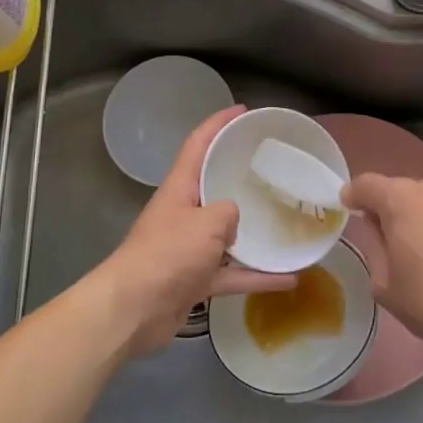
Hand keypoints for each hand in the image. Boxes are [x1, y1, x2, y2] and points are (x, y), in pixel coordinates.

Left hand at [91, 106, 294, 356]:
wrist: (133, 310)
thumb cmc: (167, 255)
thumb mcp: (206, 223)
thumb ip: (229, 213)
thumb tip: (234, 222)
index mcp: (180, 188)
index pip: (199, 144)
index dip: (219, 123)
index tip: (244, 112)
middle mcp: (184, 213)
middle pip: (215, 186)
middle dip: (241, 176)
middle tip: (276, 169)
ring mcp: (190, 247)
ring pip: (228, 233)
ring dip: (256, 232)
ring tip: (287, 223)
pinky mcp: (196, 278)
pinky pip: (233, 272)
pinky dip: (257, 276)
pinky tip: (289, 279)